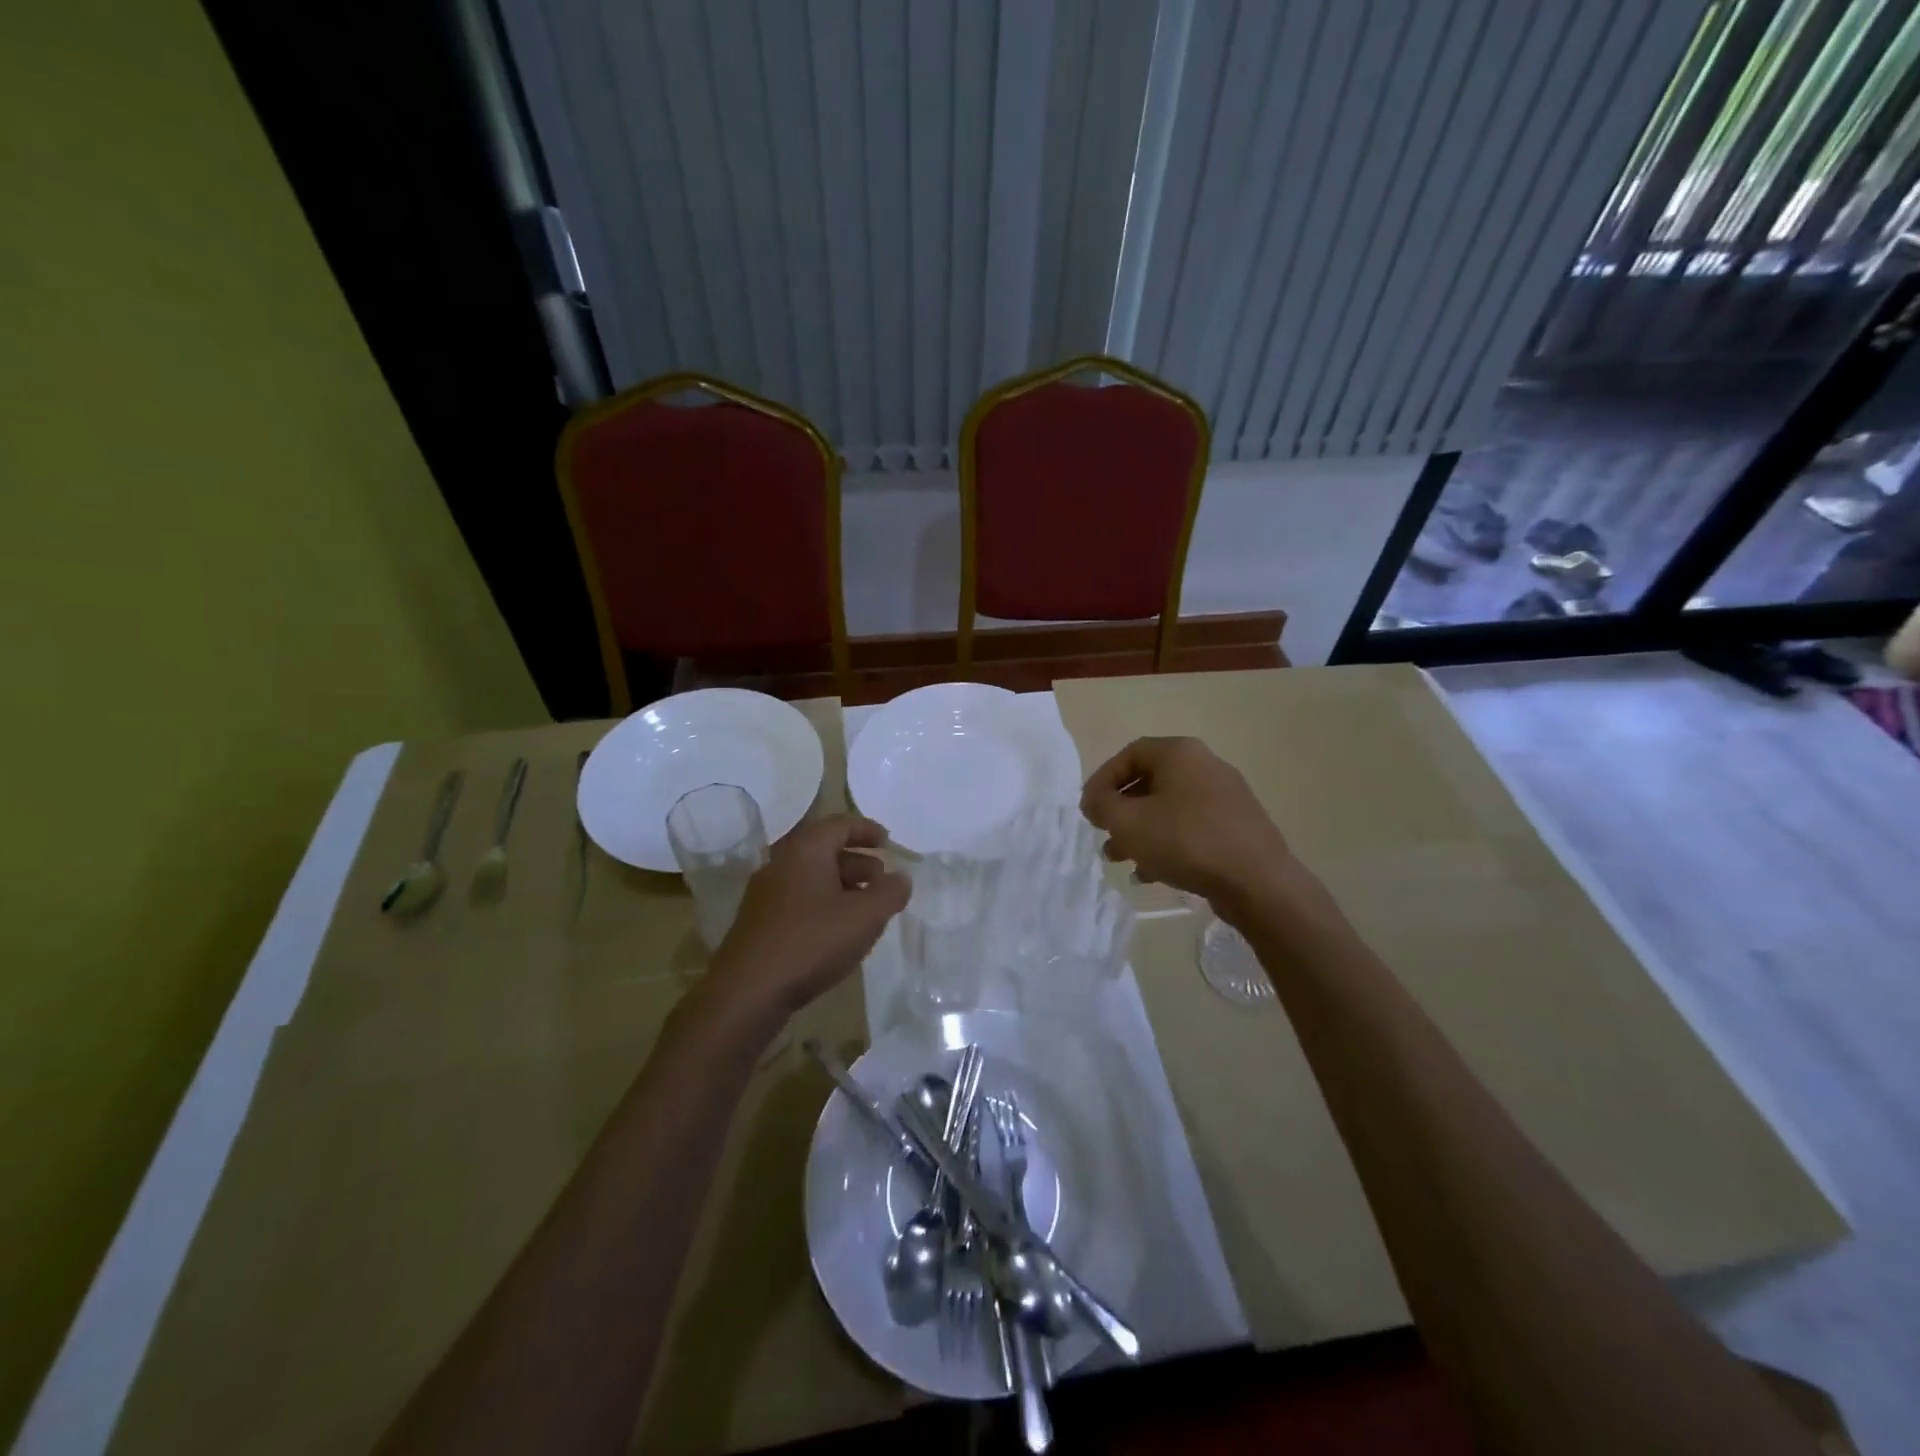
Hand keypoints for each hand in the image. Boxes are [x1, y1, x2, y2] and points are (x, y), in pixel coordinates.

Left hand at [707, 815, 909, 1019]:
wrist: (748, 992)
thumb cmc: (812, 942)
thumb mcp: (865, 916)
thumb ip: (890, 892)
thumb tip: (900, 878)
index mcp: (805, 851)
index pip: (839, 825)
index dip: (867, 830)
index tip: (887, 841)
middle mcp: (781, 864)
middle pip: (825, 850)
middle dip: (858, 862)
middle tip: (882, 881)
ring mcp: (765, 894)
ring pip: (811, 877)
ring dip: (842, 886)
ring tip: (866, 910)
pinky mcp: (759, 922)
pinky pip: (798, 900)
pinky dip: (823, 905)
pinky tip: (837, 933)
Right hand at [1080, 736, 1293, 905]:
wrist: (1257, 881)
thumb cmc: (1185, 841)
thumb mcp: (1128, 821)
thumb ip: (1101, 804)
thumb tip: (1095, 800)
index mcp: (1180, 753)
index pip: (1130, 753)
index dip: (1102, 779)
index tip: (1089, 809)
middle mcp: (1205, 766)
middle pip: (1150, 781)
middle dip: (1120, 810)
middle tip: (1103, 833)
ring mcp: (1225, 797)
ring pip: (1169, 808)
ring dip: (1140, 831)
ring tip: (1120, 859)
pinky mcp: (1236, 827)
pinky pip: (1190, 828)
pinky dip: (1166, 844)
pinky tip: (1150, 873)